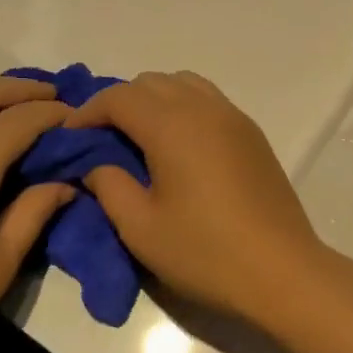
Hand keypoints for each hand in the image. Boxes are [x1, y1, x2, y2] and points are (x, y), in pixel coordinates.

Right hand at [63, 71, 326, 323]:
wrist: (282, 270)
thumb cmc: (206, 252)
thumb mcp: (141, 228)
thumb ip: (109, 186)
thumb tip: (96, 165)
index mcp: (173, 125)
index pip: (120, 96)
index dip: (88, 112)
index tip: (70, 138)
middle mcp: (205, 108)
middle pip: (152, 82)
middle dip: (120, 102)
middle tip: (101, 139)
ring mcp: (234, 118)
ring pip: (184, 84)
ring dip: (154, 100)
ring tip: (139, 138)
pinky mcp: (253, 134)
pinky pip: (209, 101)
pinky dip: (184, 108)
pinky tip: (178, 147)